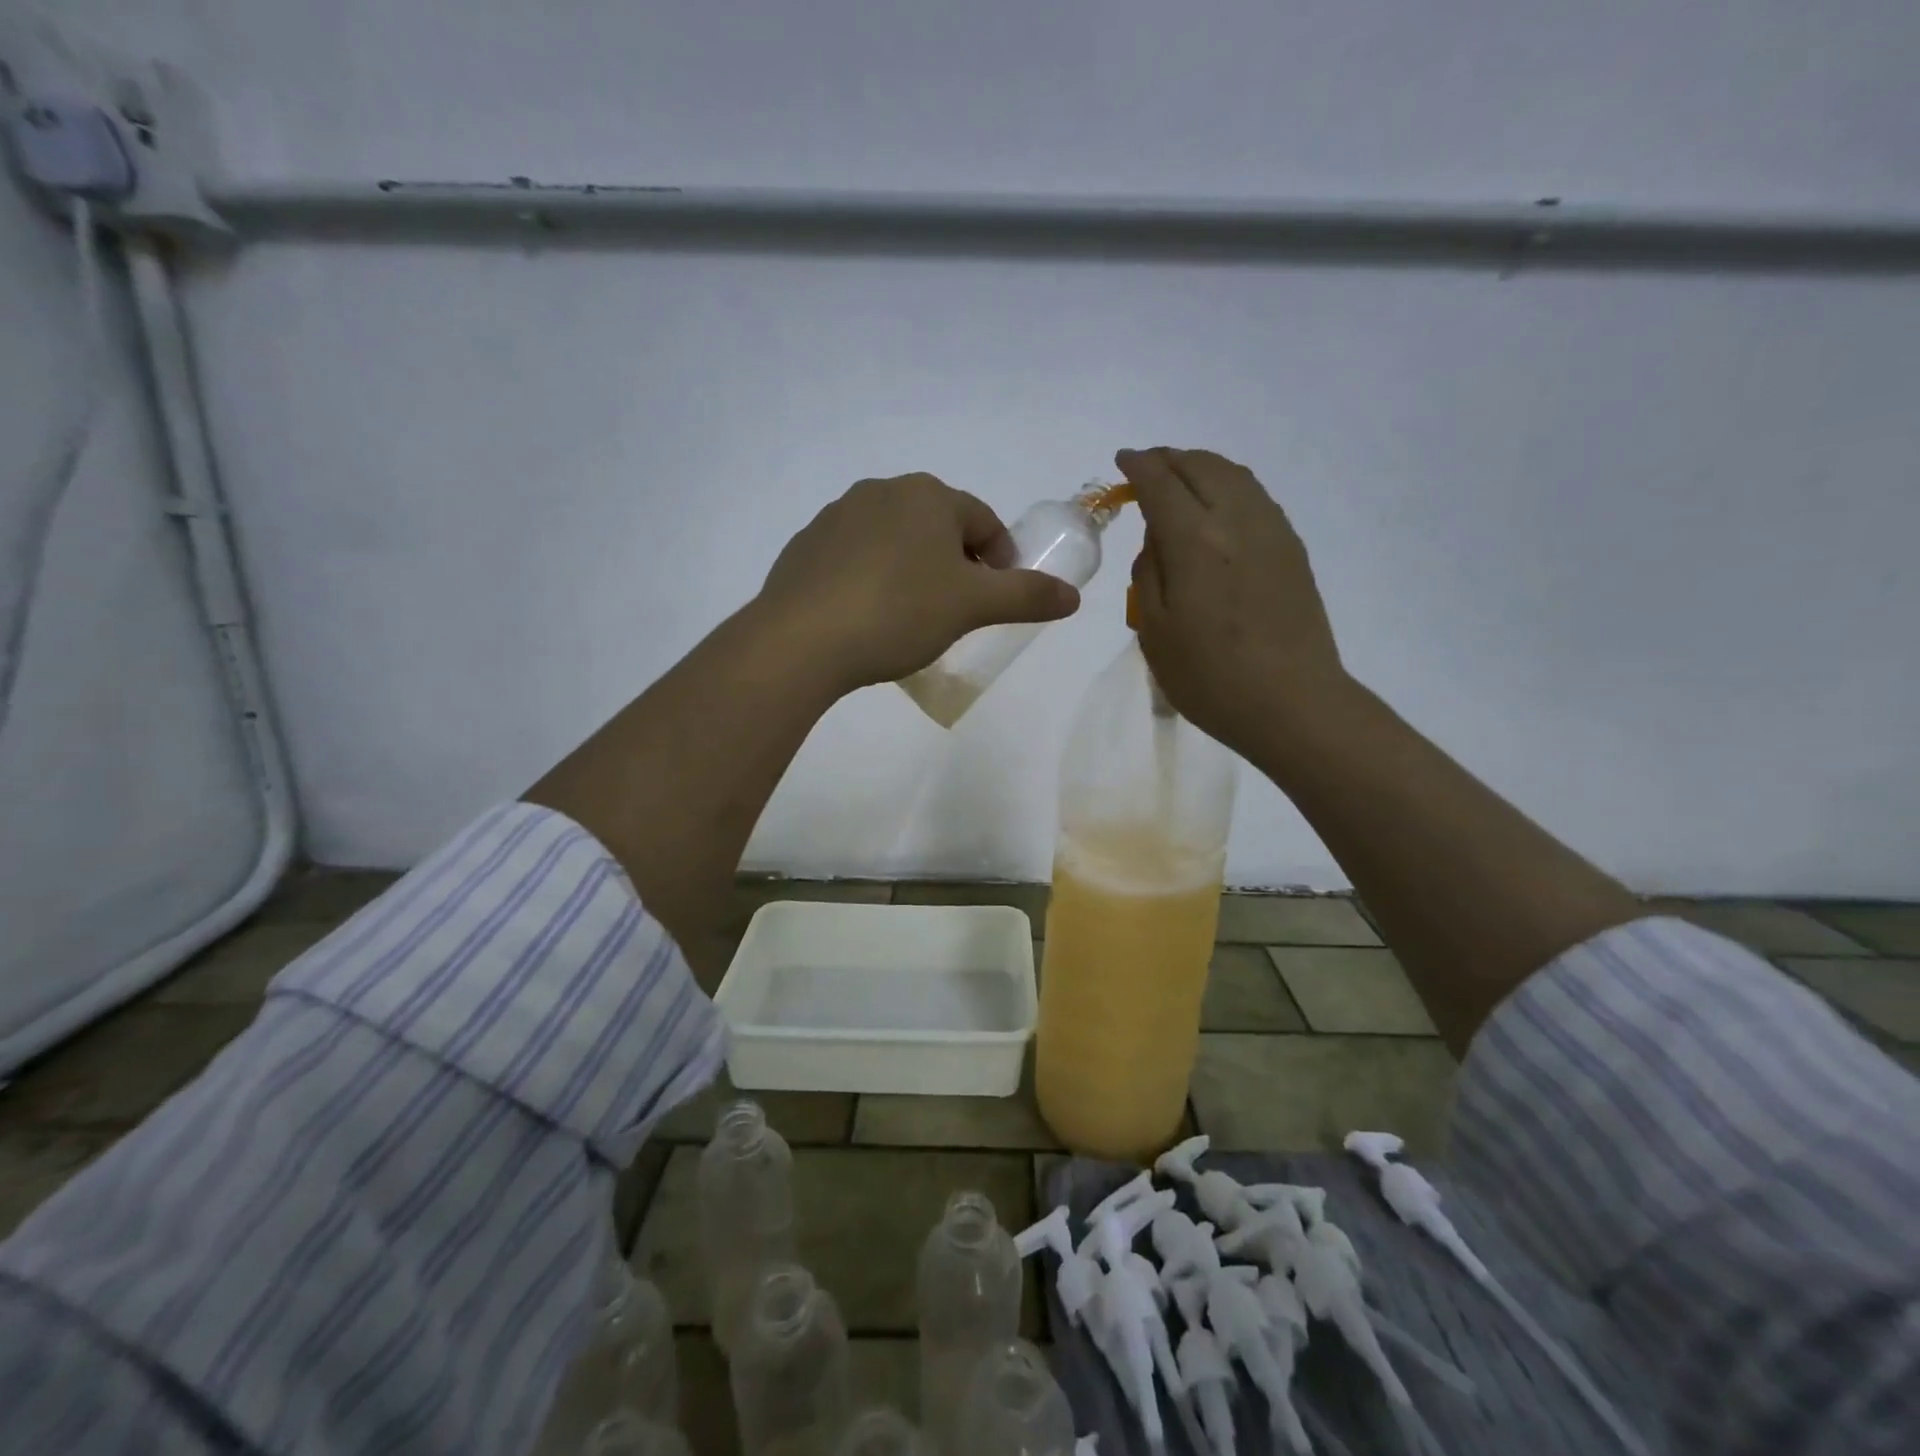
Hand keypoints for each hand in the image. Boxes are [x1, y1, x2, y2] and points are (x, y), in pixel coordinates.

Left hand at [757, 472, 1079, 692]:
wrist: (802, 640)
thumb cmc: (900, 612)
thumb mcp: (973, 607)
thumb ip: (1026, 596)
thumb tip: (1073, 597)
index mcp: (928, 495)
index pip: (983, 522)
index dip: (1000, 561)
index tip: (998, 600)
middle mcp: (882, 491)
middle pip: (938, 527)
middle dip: (956, 565)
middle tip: (957, 611)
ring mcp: (836, 516)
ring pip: (894, 541)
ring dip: (913, 570)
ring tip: (912, 618)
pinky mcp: (806, 547)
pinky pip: (855, 558)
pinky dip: (872, 579)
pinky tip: (867, 617)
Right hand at [1115, 447, 1349, 759]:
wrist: (1292, 703)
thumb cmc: (1210, 676)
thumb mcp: (1155, 631)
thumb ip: (1148, 575)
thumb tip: (1157, 541)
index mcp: (1196, 541)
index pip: (1162, 484)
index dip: (1139, 466)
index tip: (1123, 459)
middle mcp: (1237, 521)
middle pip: (1202, 466)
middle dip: (1171, 458)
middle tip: (1148, 467)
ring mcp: (1272, 532)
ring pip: (1235, 476)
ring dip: (1202, 467)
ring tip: (1181, 479)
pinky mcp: (1292, 550)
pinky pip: (1256, 497)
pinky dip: (1229, 486)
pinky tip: (1219, 508)